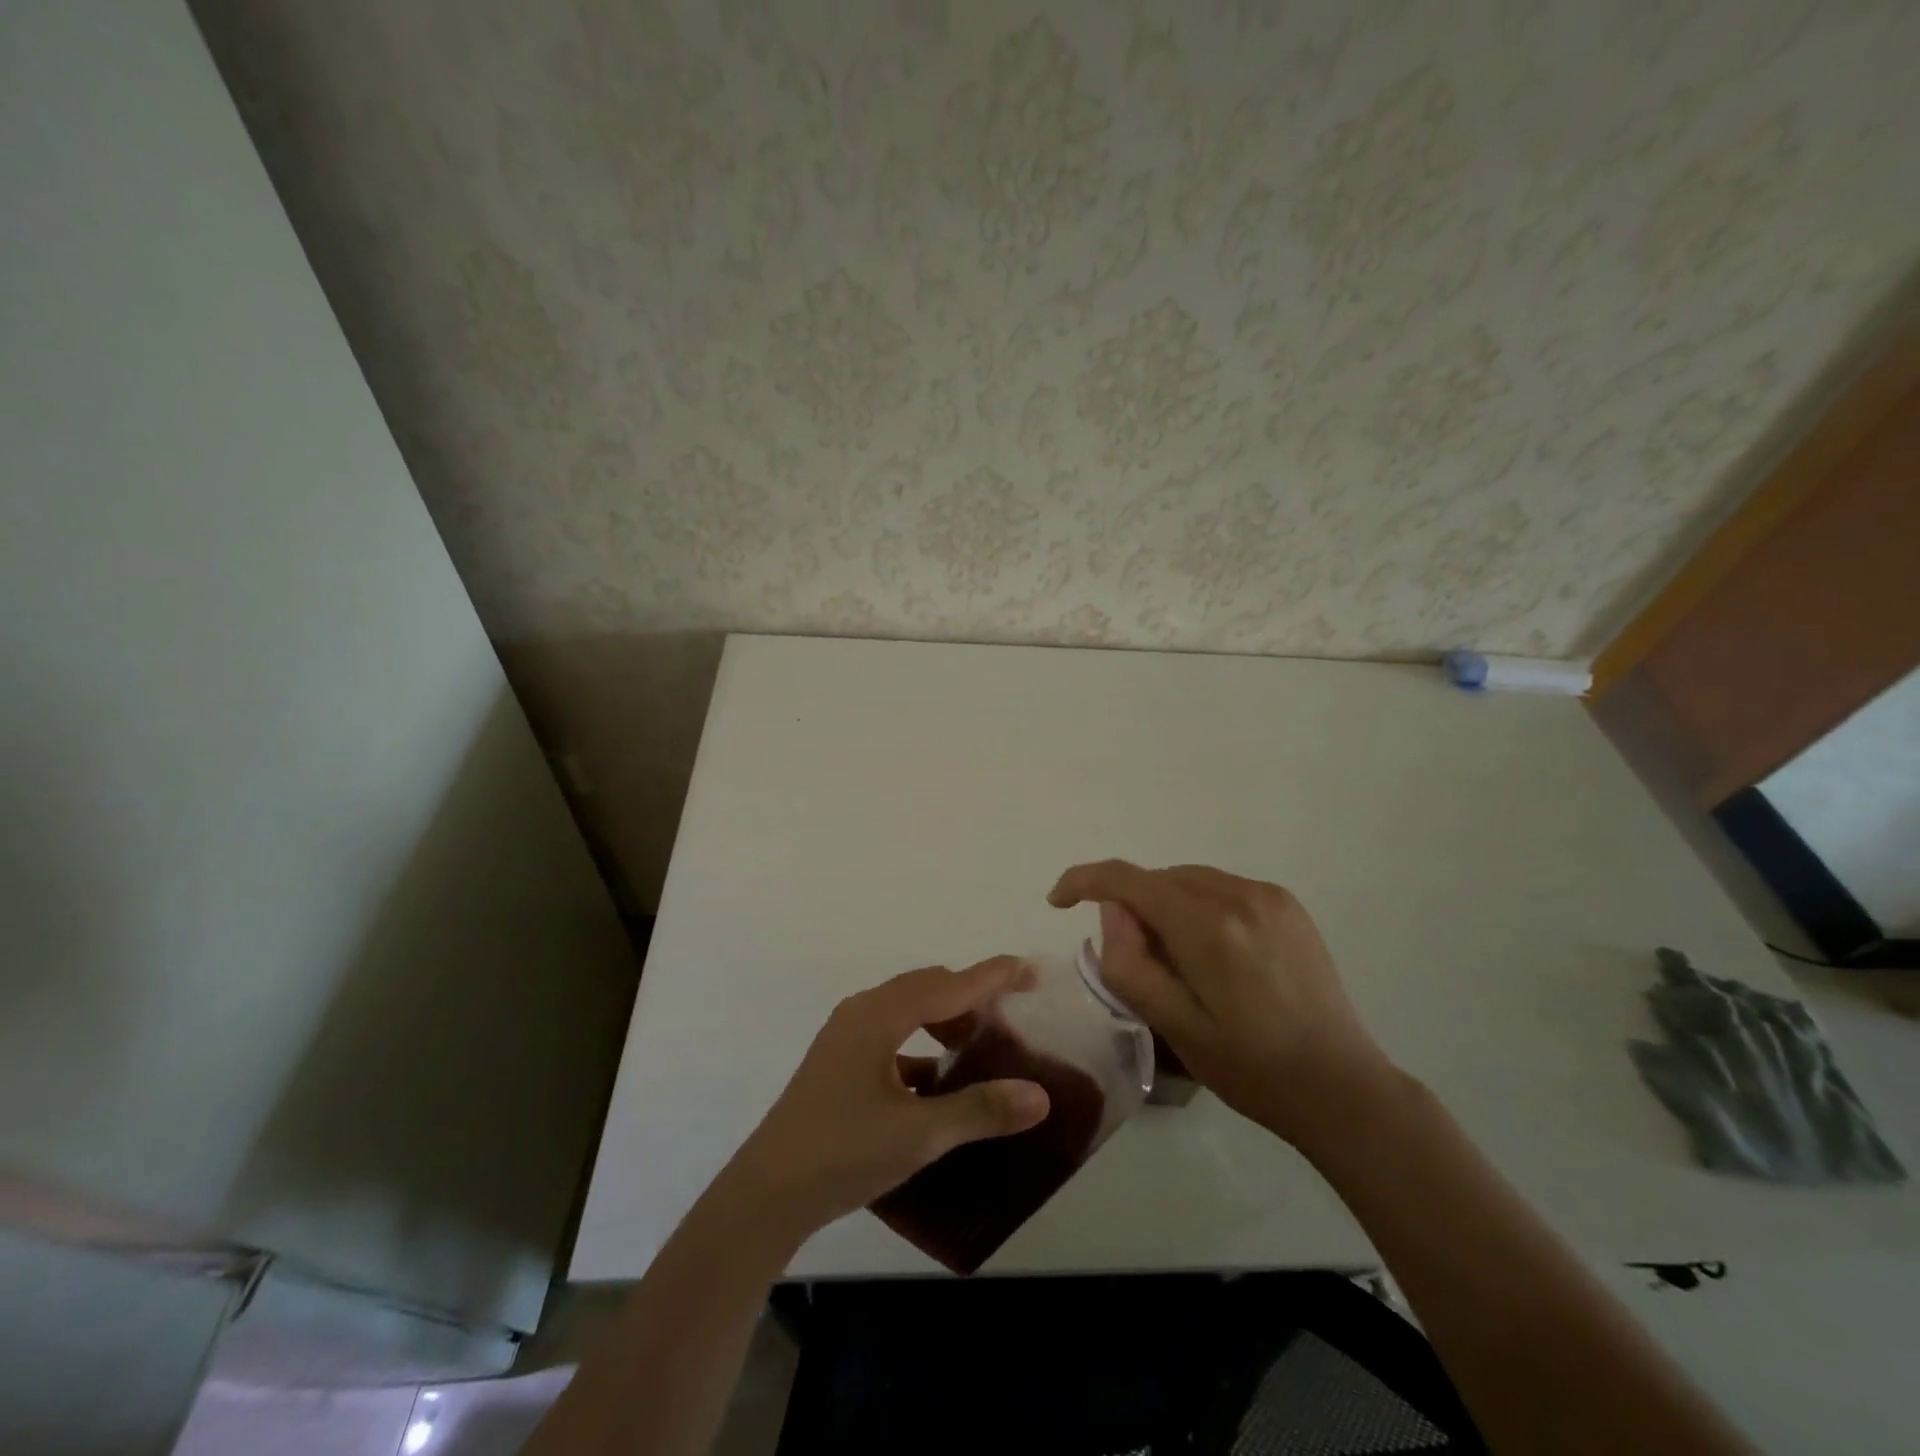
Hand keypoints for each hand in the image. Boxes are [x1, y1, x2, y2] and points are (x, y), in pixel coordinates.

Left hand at [725, 958, 1050, 1241]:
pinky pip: (892, 1034)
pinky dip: (922, 1044)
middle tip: (1010, 1019)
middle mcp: (862, 1012)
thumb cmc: (842, 1152)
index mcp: (880, 1015)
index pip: (949, 984)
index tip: (1030, 971)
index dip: (993, 976)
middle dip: (971, 997)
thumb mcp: (918, 1134)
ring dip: (945, 1020)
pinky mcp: (840, 1062)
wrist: (766, 1194)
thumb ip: (979, 1110)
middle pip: (928, 988)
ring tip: (978, 1047)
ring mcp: (846, 1036)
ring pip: (908, 1009)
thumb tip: (1039, 1096)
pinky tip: (939, 1079)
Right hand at [1049, 861, 1397, 1149]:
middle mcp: (1239, 895)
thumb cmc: (1250, 1068)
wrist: (1341, 1087)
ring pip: (1189, 879)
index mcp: (1208, 927)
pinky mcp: (1287, 905)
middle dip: (1132, 907)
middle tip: (1138, 961)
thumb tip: (1112, 913)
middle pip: (1158, 878)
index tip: (1058, 901)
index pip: (1127, 880)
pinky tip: (1214, 953)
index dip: (1084, 881)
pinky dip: (1199, 906)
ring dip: (1166, 906)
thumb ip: (1130, 964)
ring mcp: (1269, 896)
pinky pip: (1221, 887)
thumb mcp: (1174, 1027)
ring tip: (1179, 961)